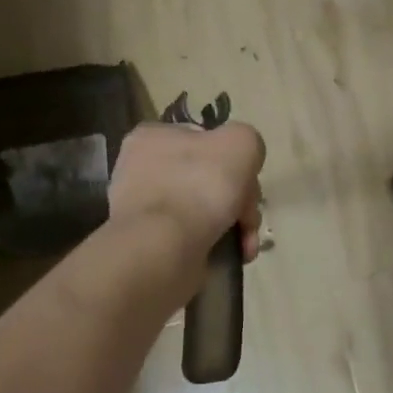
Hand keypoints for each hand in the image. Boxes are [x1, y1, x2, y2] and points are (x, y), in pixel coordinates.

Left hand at [108, 121, 265, 261]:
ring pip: (207, 210)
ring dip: (234, 225)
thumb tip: (242, 162)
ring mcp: (145, 210)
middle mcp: (143, 170)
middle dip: (240, 200)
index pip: (204, 139)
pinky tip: (234, 254)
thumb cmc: (199, 185)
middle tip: (249, 218)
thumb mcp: (240, 143)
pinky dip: (219, 244)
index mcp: (153, 138)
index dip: (234, 158)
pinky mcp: (153, 243)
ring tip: (246, 244)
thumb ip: (248, 141)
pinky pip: (196, 237)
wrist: (164, 247)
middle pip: (210, 178)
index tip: (248, 178)